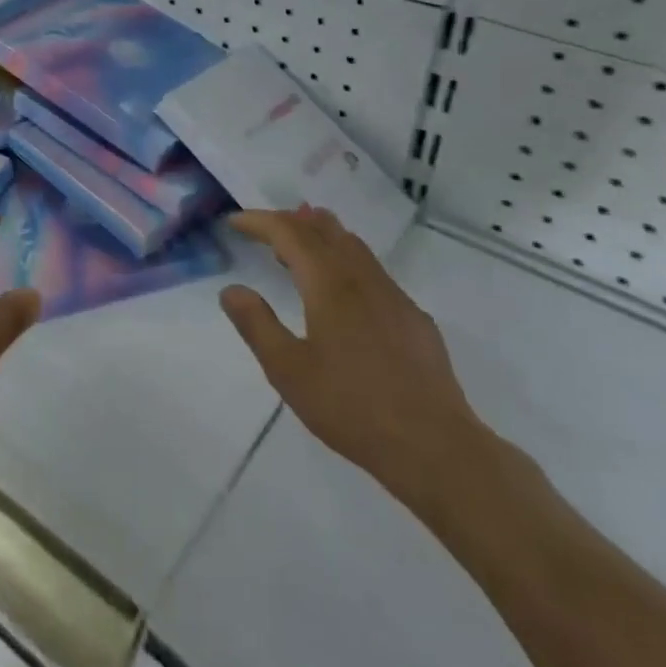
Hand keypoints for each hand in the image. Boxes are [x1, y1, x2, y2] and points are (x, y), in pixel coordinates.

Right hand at [220, 206, 490, 504]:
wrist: (434, 446)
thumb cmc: (351, 407)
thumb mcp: (287, 370)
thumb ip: (256, 325)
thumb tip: (231, 290)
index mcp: (329, 285)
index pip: (290, 234)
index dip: (261, 222)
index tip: (235, 221)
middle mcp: (363, 279)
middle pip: (325, 230)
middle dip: (291, 220)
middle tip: (264, 227)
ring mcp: (394, 297)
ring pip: (354, 247)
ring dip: (321, 235)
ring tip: (298, 244)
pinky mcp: (414, 319)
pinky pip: (373, 271)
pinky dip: (346, 260)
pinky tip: (343, 290)